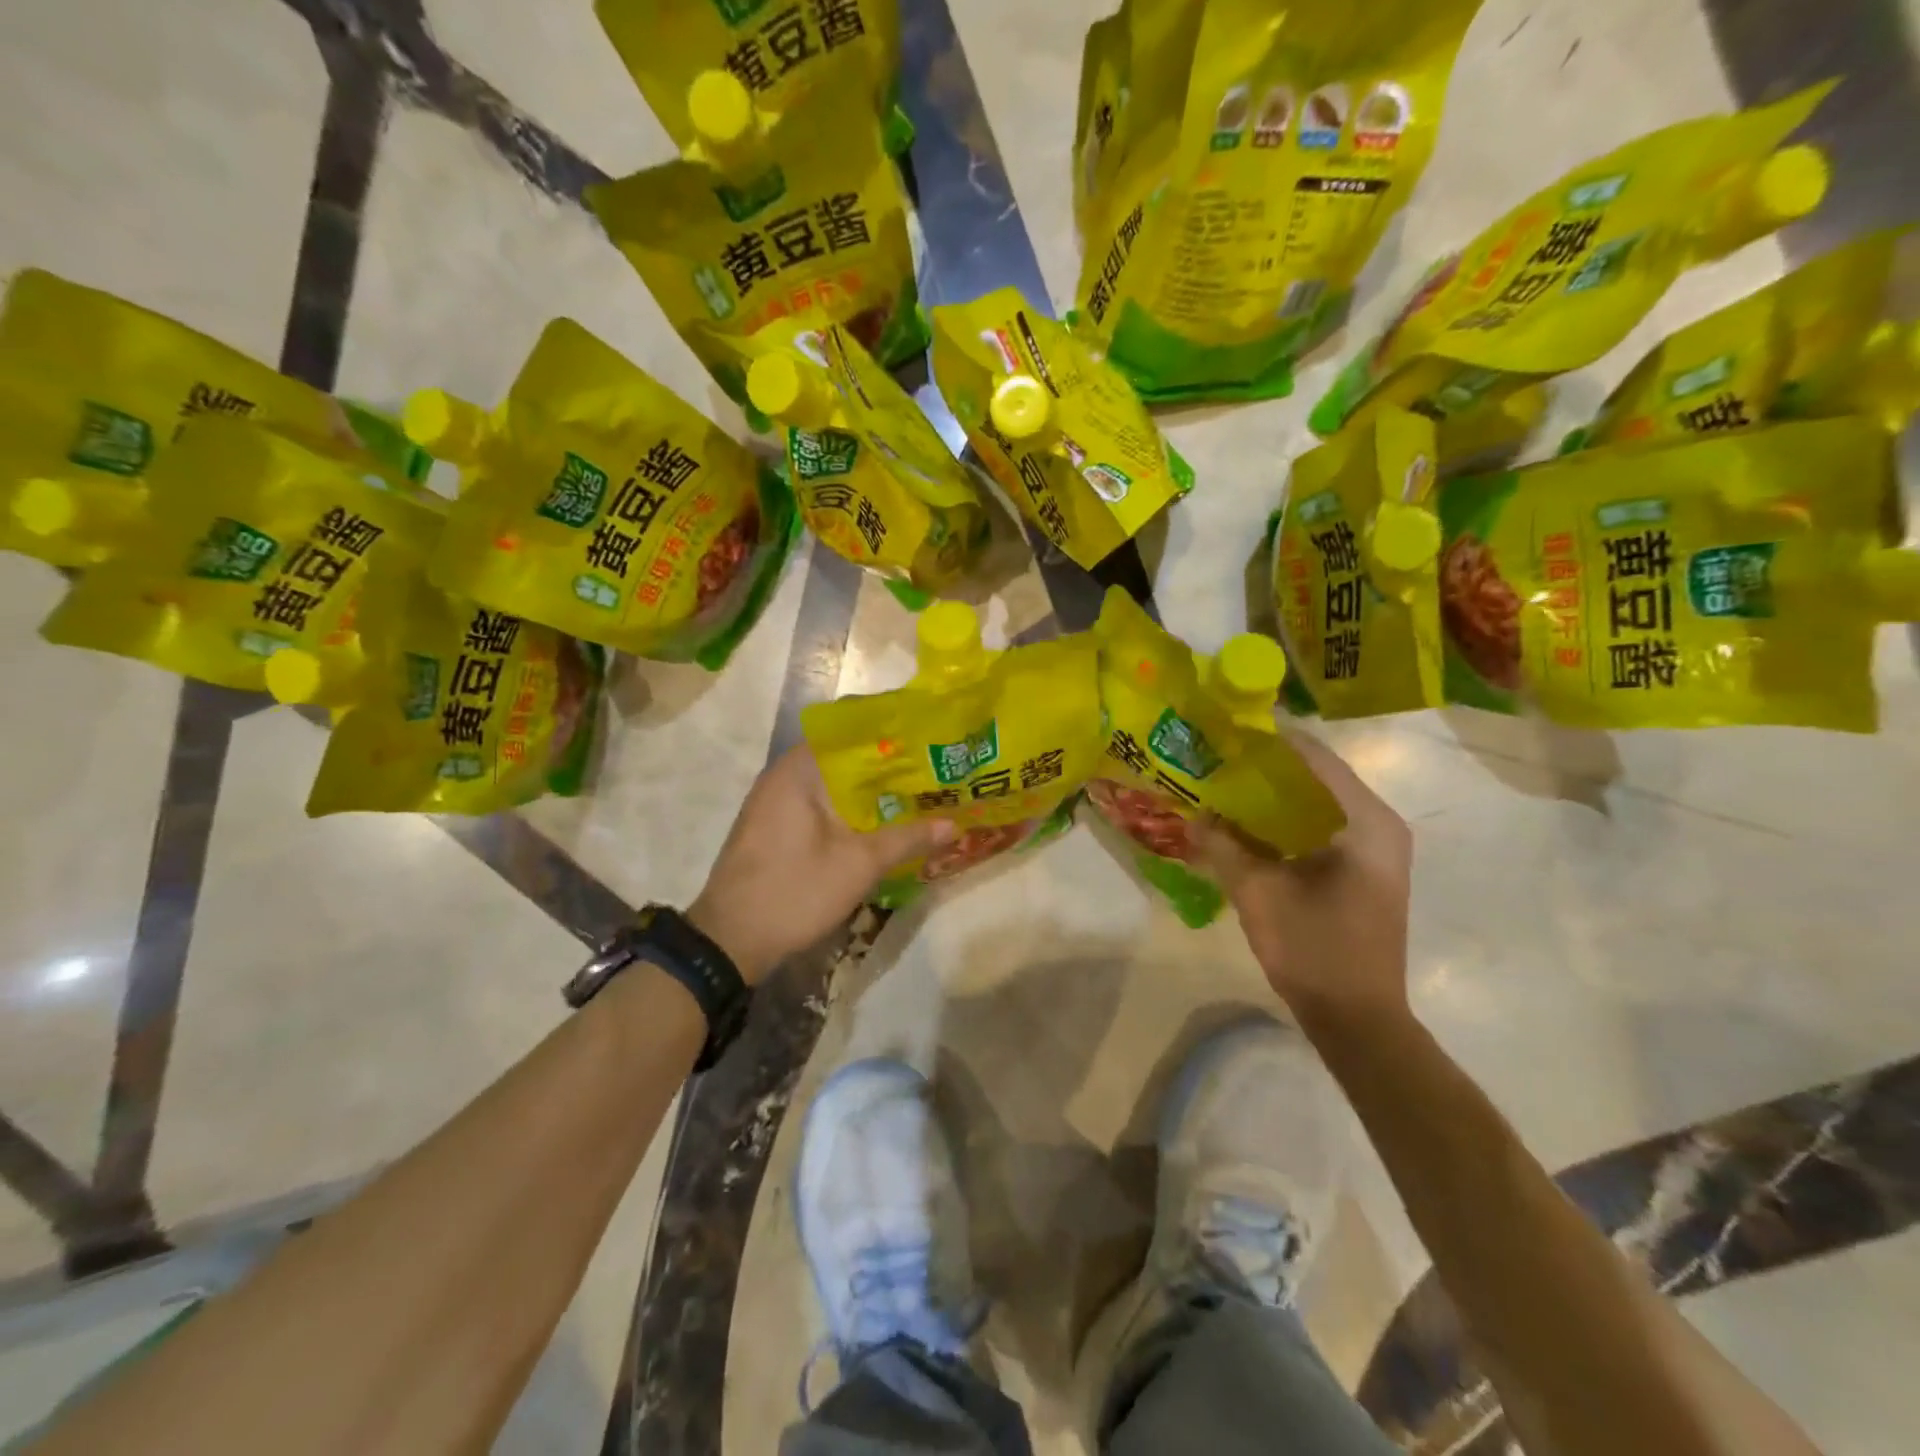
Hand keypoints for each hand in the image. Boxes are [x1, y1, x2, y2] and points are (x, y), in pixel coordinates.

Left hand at [688, 745, 954, 984]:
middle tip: (934, 769)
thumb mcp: (859, 865)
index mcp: (799, 769)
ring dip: (872, 791)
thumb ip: (907, 838)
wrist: (730, 942)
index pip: (850, 728)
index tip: (927, 736)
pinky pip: (822, 804)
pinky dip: (852, 809)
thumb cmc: (794, 891)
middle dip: (889, 765)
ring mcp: (777, 802)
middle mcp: (785, 775)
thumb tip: (954, 824)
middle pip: (845, 757)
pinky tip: (884, 823)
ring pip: (835, 784)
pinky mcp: (777, 827)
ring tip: (919, 793)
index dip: (891, 731)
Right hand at [1198, 731, 1413, 1031]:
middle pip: (1318, 777)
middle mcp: (1380, 826)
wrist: (1358, 1020)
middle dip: (1268, 768)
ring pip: (1319, 803)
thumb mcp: (1258, 893)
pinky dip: (1287, 821)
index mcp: (1366, 822)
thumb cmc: (1314, 950)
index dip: (1270, 741)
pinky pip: (1322, 827)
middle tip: (1218, 760)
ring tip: (1226, 787)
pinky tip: (1248, 826)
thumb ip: (1223, 846)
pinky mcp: (1365, 870)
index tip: (1227, 732)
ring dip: (1275, 796)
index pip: (1316, 758)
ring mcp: (1376, 850)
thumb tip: (1195, 816)